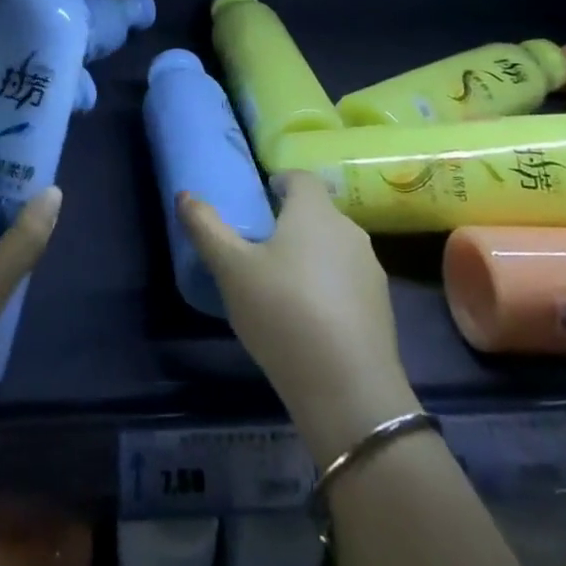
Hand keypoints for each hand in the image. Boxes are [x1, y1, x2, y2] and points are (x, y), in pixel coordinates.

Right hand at [180, 171, 416, 462]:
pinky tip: (307, 316)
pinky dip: (327, 286)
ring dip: (310, 255)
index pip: (301, 178)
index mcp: (315, 212)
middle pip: (318, 213)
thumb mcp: (230, 269)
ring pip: (334, 248)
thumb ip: (206, 228)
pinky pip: (347, 280)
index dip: (280, 181)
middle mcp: (349, 231)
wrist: (348, 387)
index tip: (261, 198)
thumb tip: (185, 195)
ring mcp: (370, 270)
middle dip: (291, 222)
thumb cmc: (282, 312)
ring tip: (281, 283)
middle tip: (260, 245)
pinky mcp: (381, 307)